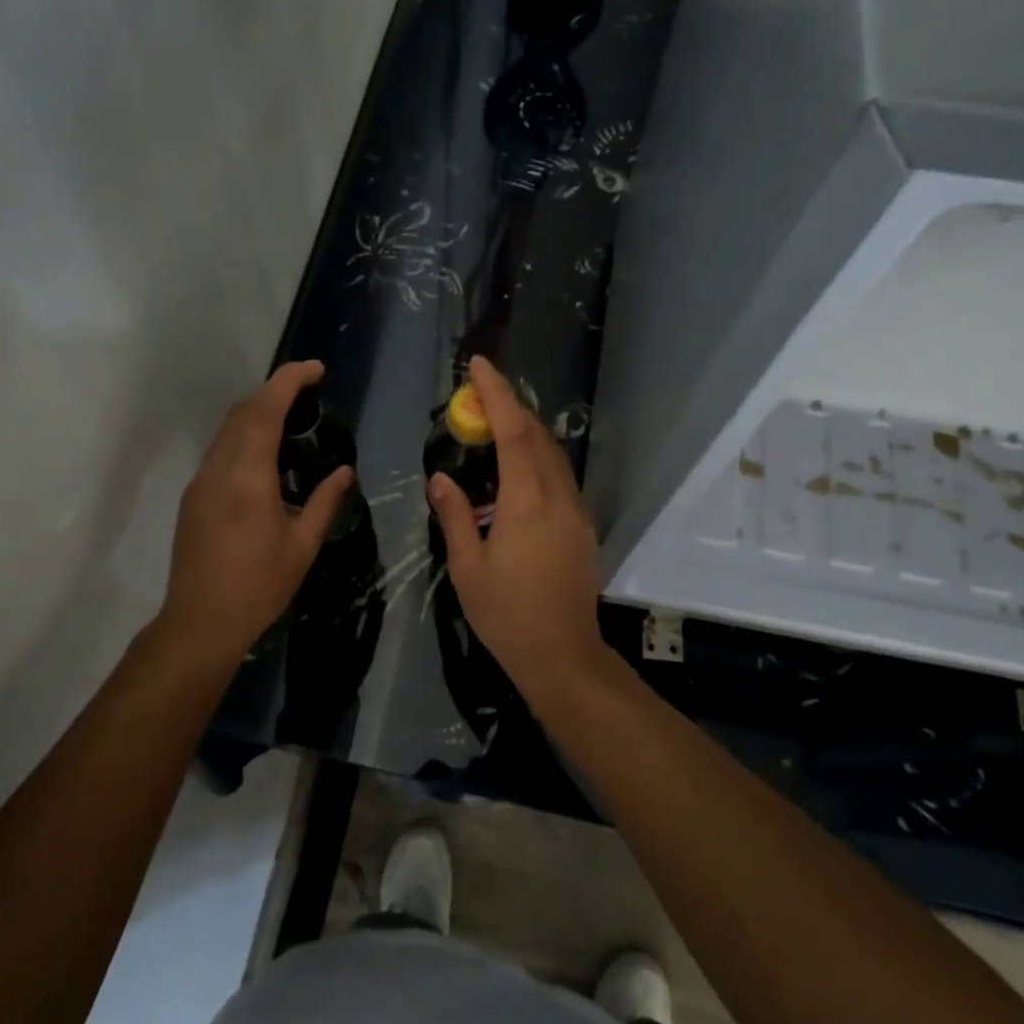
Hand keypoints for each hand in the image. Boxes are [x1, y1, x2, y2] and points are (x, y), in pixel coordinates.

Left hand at [159, 361, 352, 665]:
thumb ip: (325, 502)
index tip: (316, 369)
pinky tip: (266, 452)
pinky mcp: (194, 496)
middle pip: (243, 411)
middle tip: (309, 388)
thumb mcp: (303, 545)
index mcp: (248, 477)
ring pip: (228, 428)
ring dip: (258, 410)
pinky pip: (221, 449)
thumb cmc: (258, 586)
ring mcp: (201, 481)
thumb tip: (344, 472)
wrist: (200, 622)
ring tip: (292, 414)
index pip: (265, 410)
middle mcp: (219, 469)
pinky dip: (245, 434)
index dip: (289, 380)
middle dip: (275, 389)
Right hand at [428, 356, 606, 692]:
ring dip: (526, 430)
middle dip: (511, 406)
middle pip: (539, 436)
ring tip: (494, 422)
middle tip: (479, 392)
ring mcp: (577, 511)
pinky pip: (560, 475)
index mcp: (527, 503)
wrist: (564, 656)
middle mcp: (559, 497)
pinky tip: (516, 467)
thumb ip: (455, 517)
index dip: (497, 395)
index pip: (514, 433)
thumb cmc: (507, 616)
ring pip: (554, 454)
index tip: (479, 366)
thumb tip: (440, 479)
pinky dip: (537, 456)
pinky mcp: (583, 526)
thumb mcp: (468, 569)